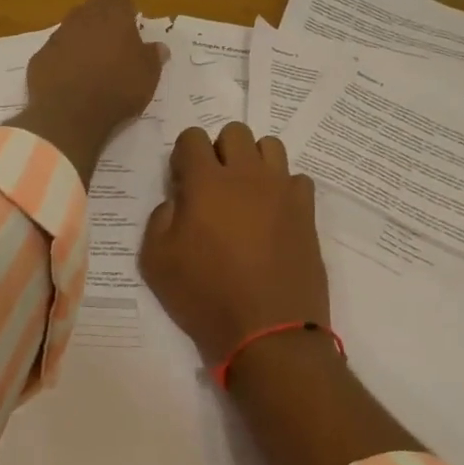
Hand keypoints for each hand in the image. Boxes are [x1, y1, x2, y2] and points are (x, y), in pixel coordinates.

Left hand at [8, 0, 167, 186]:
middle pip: (92, 9)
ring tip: (91, 64)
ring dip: (81, 40)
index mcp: (112, 16)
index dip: (125, 8)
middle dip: (102, 22)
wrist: (70, 115)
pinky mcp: (39, 57)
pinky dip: (63, 60)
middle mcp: (82, 18)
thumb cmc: (117, 90)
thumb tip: (159, 47)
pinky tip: (70, 79)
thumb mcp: (148, 76)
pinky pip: (55, 52)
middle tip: (113, 45)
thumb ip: (153, 56)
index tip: (131, 24)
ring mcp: (57, 37)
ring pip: (71, 29)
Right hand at [139, 123, 329, 364]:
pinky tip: (273, 215)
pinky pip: (296, 179)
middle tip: (213, 187)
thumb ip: (159, 219)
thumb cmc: (205, 297)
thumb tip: (176, 201)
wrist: (269, 332)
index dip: (183, 156)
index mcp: (207, 183)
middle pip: (235, 132)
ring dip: (253, 161)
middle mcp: (247, 175)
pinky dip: (282, 188)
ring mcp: (282, 191)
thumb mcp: (156, 262)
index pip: (192, 137)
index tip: (182, 184)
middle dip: (219, 151)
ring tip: (245, 194)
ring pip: (270, 146)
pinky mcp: (307, 212)